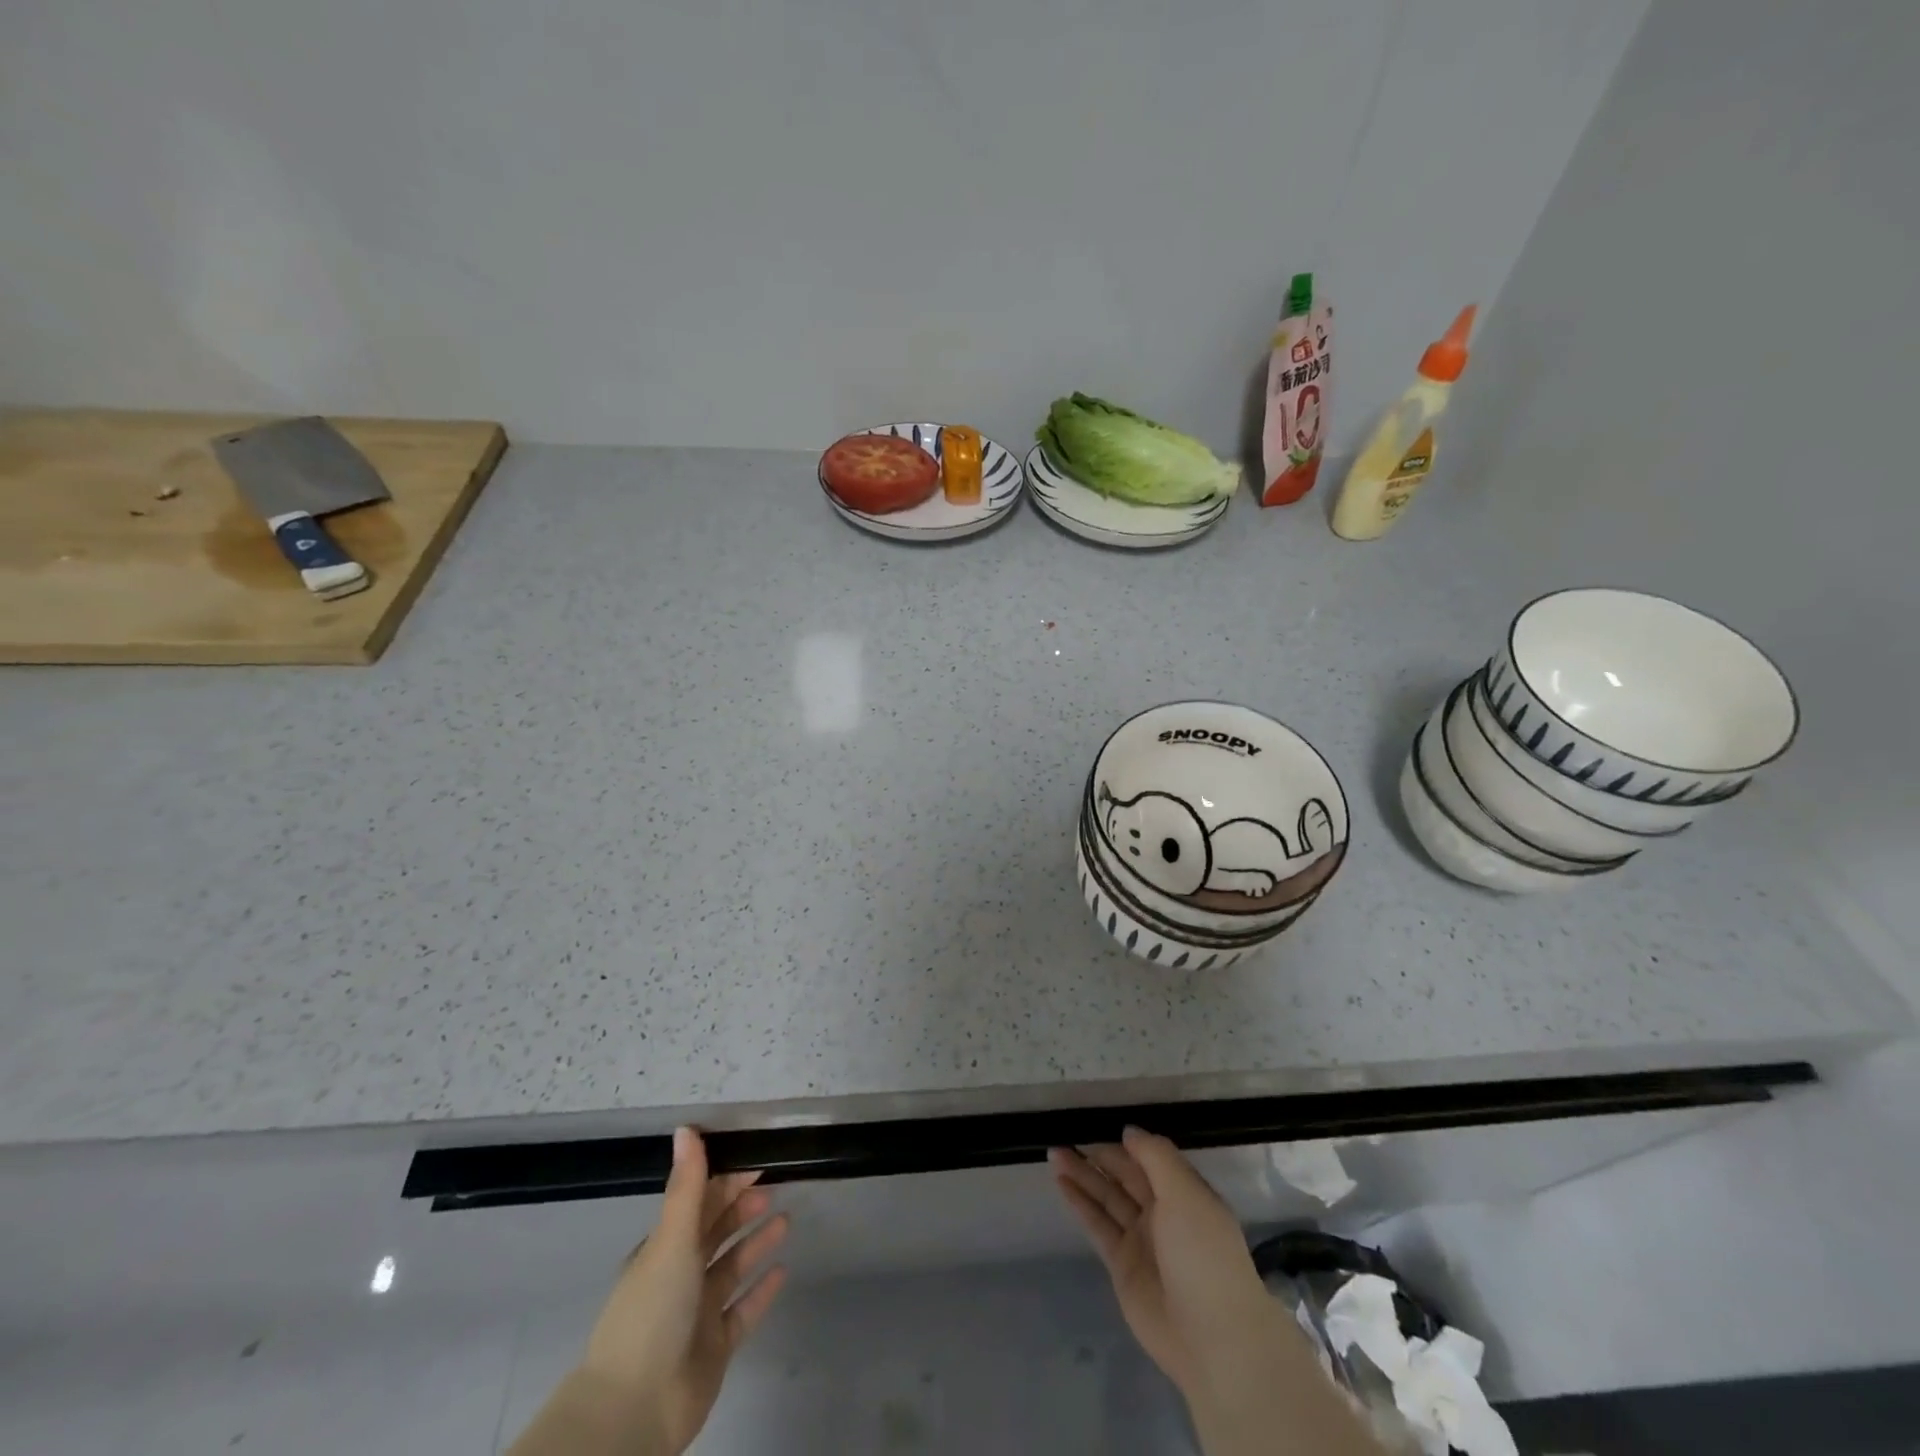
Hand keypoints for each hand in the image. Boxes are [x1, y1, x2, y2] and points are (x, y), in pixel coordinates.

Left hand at [579, 1127, 788, 1453]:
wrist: (636, 1408)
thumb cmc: (652, 1311)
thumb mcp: (671, 1239)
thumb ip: (687, 1185)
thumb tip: (686, 1127)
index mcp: (663, 1249)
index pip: (698, 1203)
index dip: (726, 1180)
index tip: (756, 1161)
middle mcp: (679, 1276)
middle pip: (715, 1232)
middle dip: (741, 1208)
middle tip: (774, 1185)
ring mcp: (697, 1313)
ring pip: (732, 1268)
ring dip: (756, 1243)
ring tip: (786, 1221)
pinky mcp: (715, 1346)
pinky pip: (743, 1310)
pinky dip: (762, 1290)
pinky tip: (783, 1271)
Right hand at [1049, 1128, 1284, 1401]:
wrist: (1213, 1340)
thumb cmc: (1204, 1255)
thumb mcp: (1185, 1194)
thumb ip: (1155, 1157)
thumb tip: (1128, 1131)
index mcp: (1184, 1193)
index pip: (1149, 1158)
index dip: (1124, 1142)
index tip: (1095, 1122)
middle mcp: (1163, 1212)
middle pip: (1124, 1175)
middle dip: (1097, 1155)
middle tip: (1064, 1135)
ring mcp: (1141, 1240)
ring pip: (1107, 1197)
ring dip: (1082, 1175)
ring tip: (1054, 1153)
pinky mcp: (1122, 1266)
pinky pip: (1098, 1225)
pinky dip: (1080, 1203)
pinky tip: (1062, 1183)